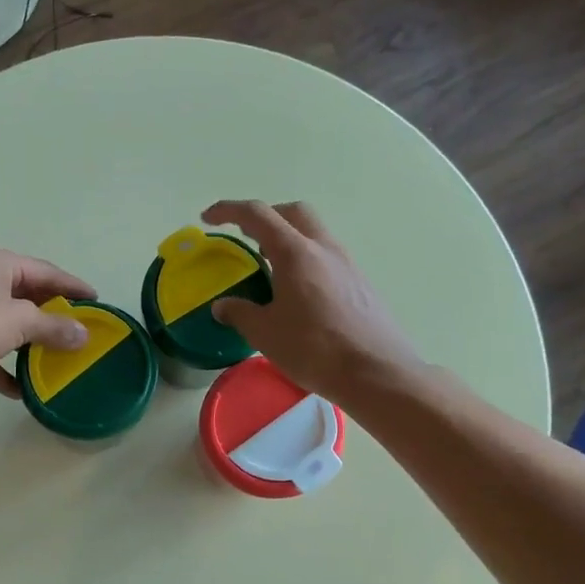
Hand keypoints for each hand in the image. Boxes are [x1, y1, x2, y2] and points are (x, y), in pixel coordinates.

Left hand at [0, 245, 95, 397]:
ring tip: (55, 358)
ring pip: (6, 324)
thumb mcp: (20, 322)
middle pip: (25, 296)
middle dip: (51, 316)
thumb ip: (55, 327)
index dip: (72, 287)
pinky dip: (3, 366)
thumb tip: (83, 334)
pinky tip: (20, 389)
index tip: (96, 302)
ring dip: (29, 342)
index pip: (44, 271)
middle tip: (78, 331)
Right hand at [204, 200, 420, 402]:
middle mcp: (324, 249)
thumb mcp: (265, 334)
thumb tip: (222, 306)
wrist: (376, 373)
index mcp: (296, 253)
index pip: (258, 215)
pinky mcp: (360, 283)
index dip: (229, 210)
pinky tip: (297, 292)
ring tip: (269, 267)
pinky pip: (327, 257)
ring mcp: (347, 264)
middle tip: (245, 237)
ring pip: (314, 234)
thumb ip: (240, 313)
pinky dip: (305, 260)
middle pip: (293, 213)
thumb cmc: (315, 349)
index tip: (208, 218)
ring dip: (288, 239)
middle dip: (265, 217)